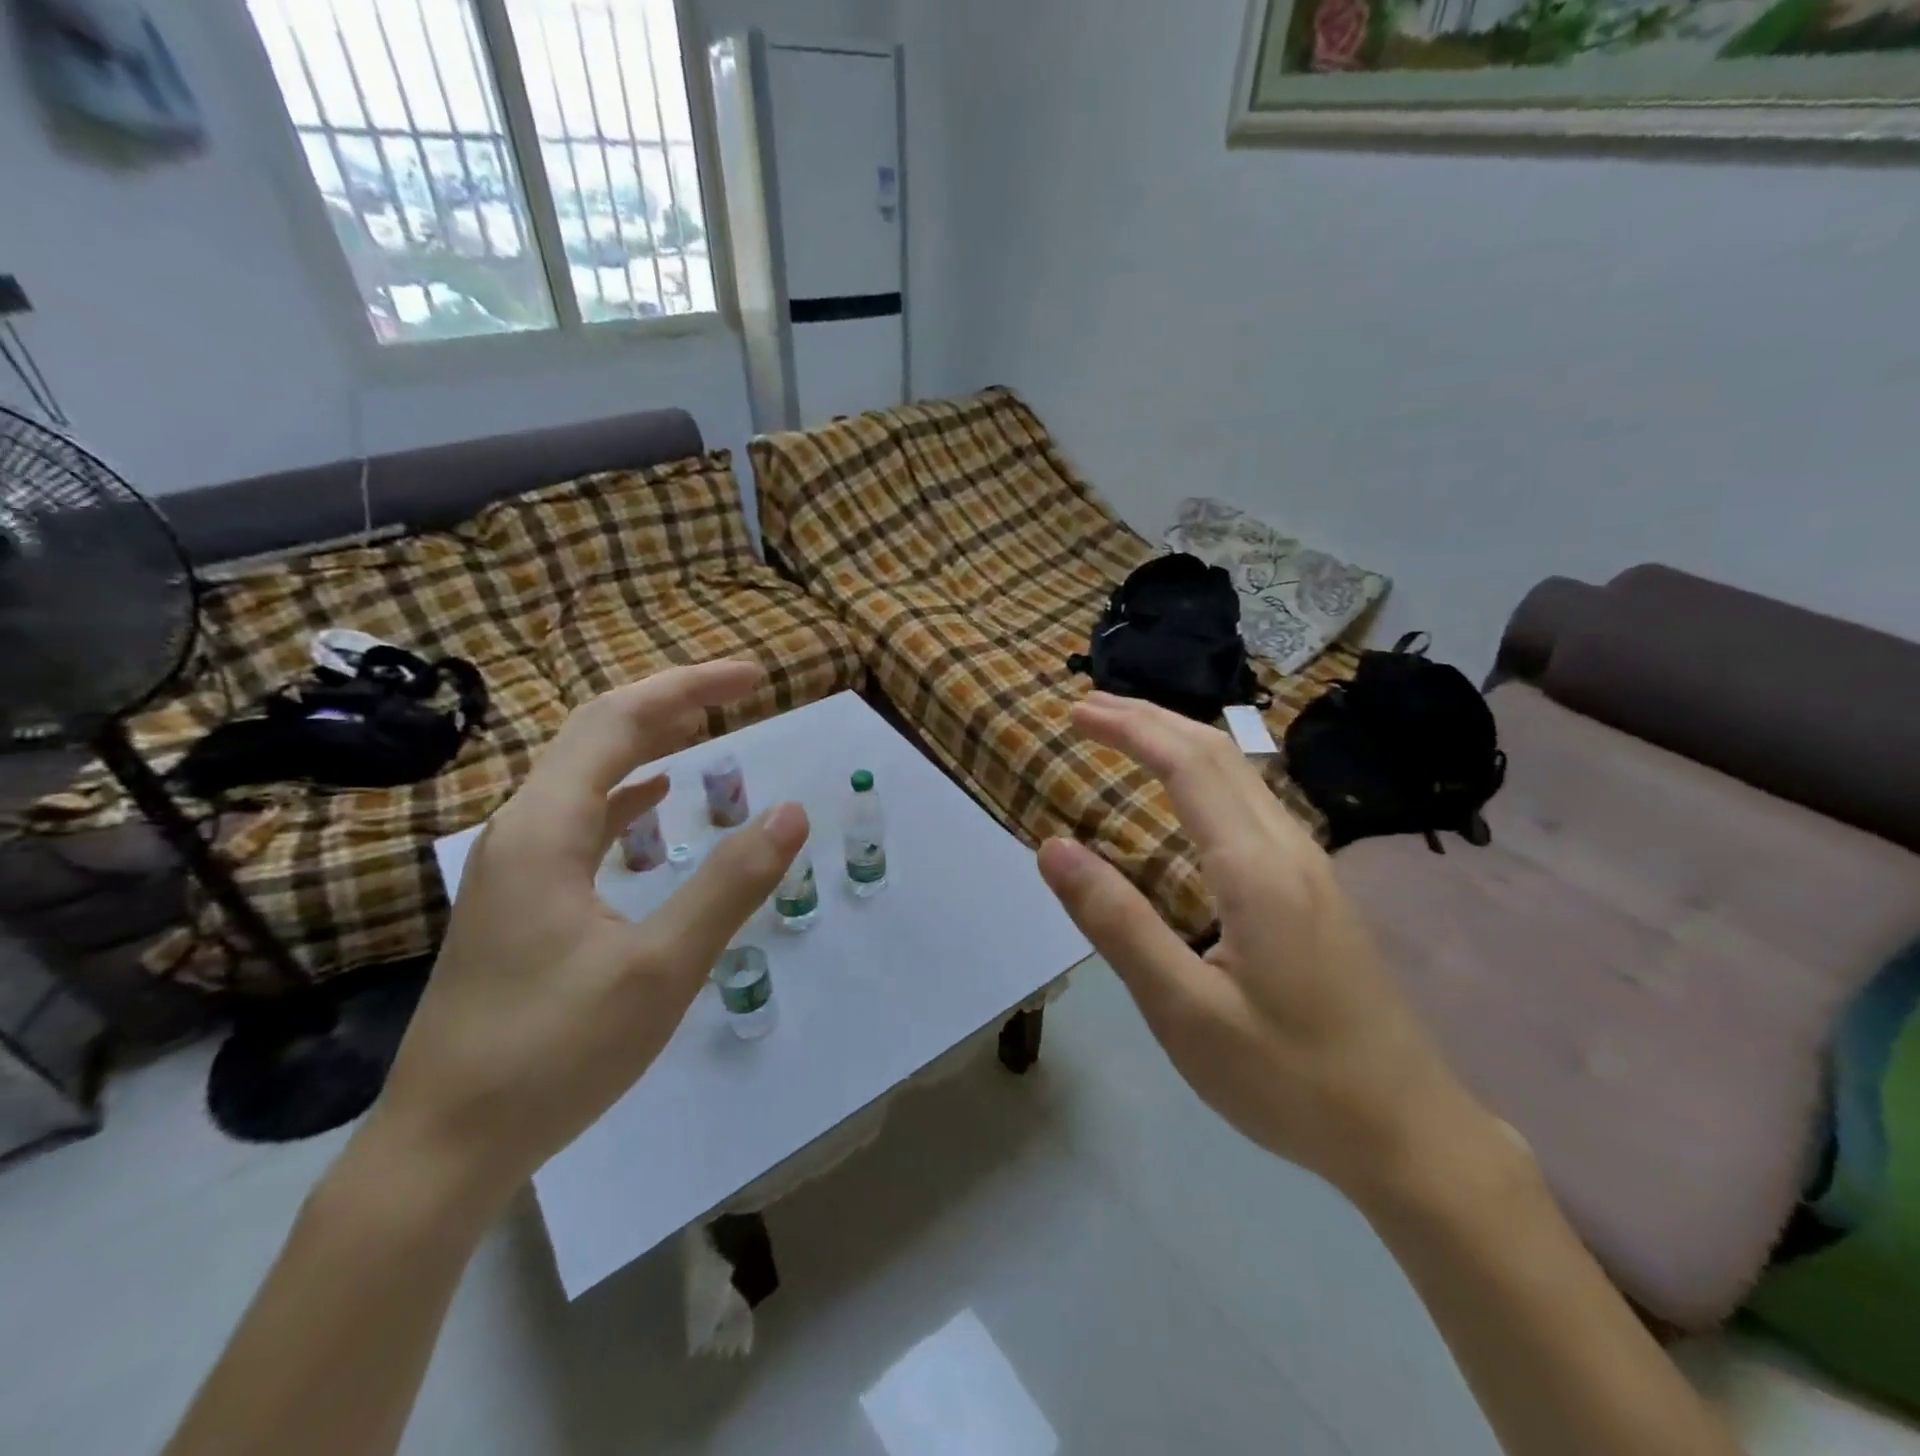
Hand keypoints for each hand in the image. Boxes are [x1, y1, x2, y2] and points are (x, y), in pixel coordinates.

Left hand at [368, 662, 808, 1212]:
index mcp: (546, 828)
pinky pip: (578, 818)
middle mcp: (521, 830)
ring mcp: (514, 866)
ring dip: (646, 743)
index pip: (619, 719)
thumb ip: (729, 884)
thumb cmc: (552, 1054)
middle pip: (596, 734)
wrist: (443, 1148)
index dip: (688, 687)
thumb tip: (793, 813)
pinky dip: (623, 794)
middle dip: (670, 704)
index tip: (753, 678)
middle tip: (739, 693)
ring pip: (584, 775)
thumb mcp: (660, 969)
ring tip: (704, 730)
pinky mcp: (519, 900)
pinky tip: (651, 802)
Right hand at [1037, 692, 1490, 1202]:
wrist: (1410, 1132)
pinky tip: (1185, 797)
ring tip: (1125, 736)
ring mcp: (1312, 865)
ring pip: (1241, 772)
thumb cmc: (1288, 1078)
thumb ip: (1117, 923)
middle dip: (1149, 718)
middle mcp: (1289, 847)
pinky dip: (1203, 773)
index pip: (1186, 764)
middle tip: (1087, 709)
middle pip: (1218, 751)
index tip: (1074, 713)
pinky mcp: (1317, 888)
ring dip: (1178, 739)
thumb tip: (1053, 847)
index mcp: (1255, 869)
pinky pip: (1252, 802)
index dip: (1128, 728)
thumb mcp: (1184, 1011)